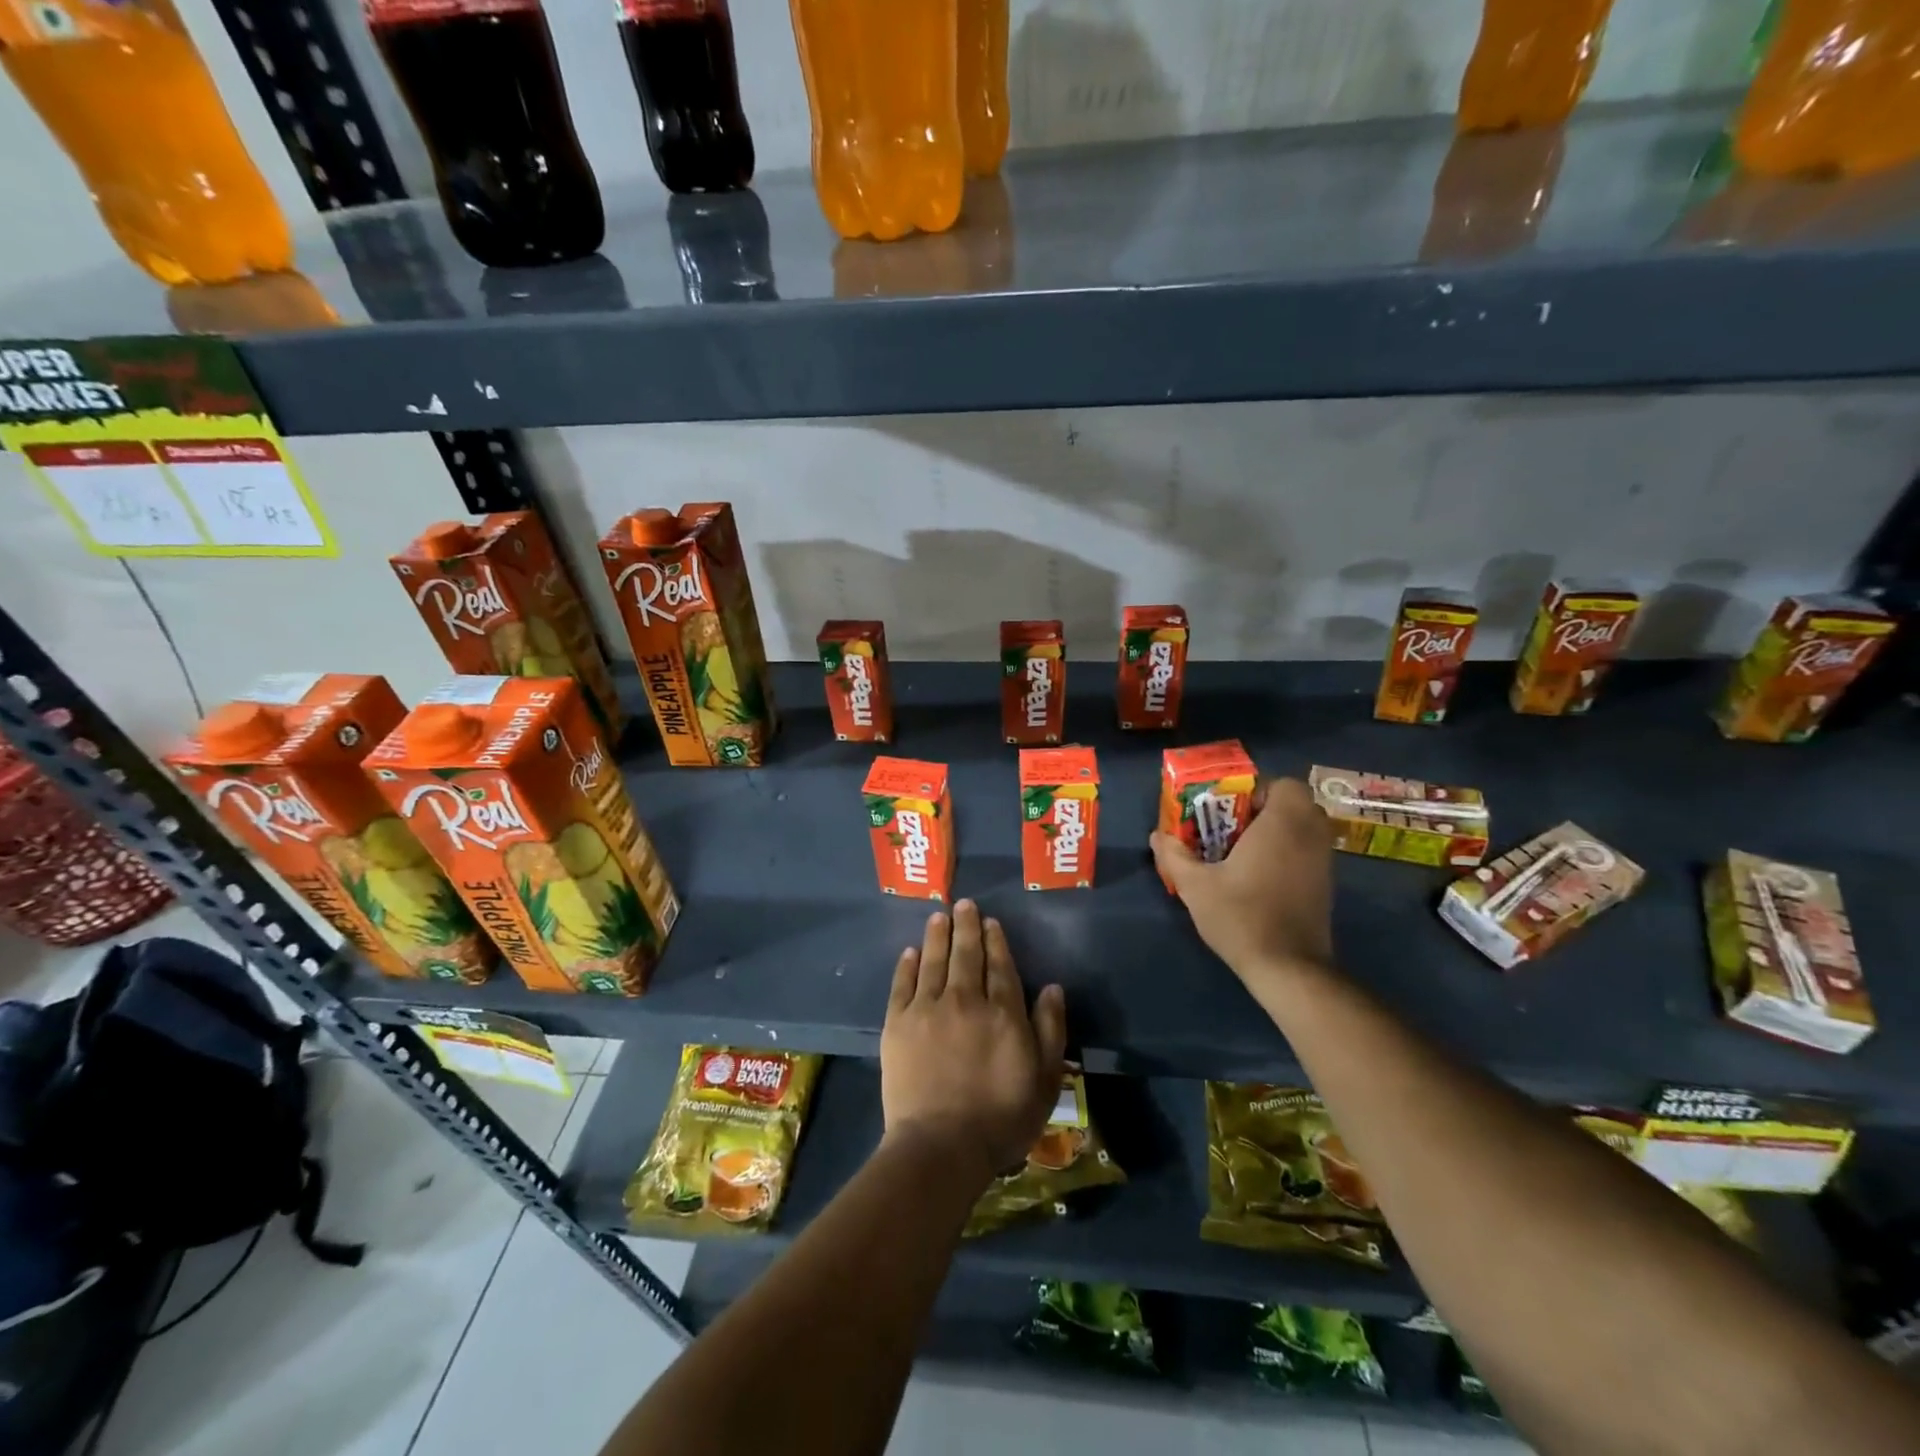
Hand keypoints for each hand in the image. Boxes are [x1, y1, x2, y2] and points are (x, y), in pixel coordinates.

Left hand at [880, 900, 1066, 1181]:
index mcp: (1003, 1012)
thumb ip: (1050, 1029)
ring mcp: (928, 1009)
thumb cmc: (1001, 1118)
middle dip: (966, 926)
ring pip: (934, 961)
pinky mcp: (897, 1024)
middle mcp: (965, 1000)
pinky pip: (902, 984)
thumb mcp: (1045, 1080)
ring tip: (938, 915)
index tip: (991, 922)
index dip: (996, 941)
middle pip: (966, 955)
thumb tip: (1053, 987)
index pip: (1000, 966)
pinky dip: (907, 965)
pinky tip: (910, 952)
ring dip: (937, 936)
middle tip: (964, 904)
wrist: (941, 1146)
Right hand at [1151, 777, 1334, 981]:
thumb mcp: (1195, 885)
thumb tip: (1157, 835)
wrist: (1288, 967)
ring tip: (1242, 854)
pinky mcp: (1326, 885)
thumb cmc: (1241, 916)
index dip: (1255, 792)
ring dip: (1276, 832)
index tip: (1229, 813)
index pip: (1283, 785)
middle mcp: (1310, 835)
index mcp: (1283, 823)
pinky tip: (1260, 878)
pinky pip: (1307, 851)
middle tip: (1231, 830)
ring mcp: (1324, 861)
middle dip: (1263, 811)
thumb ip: (1174, 855)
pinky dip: (1287, 853)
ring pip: (1302, 829)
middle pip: (1294, 804)